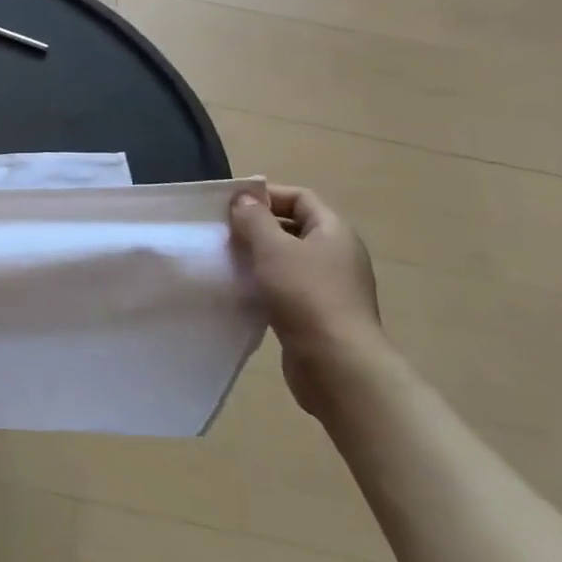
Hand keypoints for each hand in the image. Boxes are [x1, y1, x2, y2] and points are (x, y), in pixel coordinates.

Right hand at [229, 185, 385, 416]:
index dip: (267, 195)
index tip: (231, 204)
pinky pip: (287, 288)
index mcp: (334, 232)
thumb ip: (255, 219)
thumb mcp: (273, 248)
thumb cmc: (306, 295)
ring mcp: (330, 287)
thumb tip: (244, 198)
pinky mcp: (318, 315)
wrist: (337, 365)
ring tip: (227, 261)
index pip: (300, 198)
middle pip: (294, 228)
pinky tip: (242, 291)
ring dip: (258, 258)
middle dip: (258, 227)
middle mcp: (337, 255)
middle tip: (224, 233)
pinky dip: (265, 285)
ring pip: (288, 260)